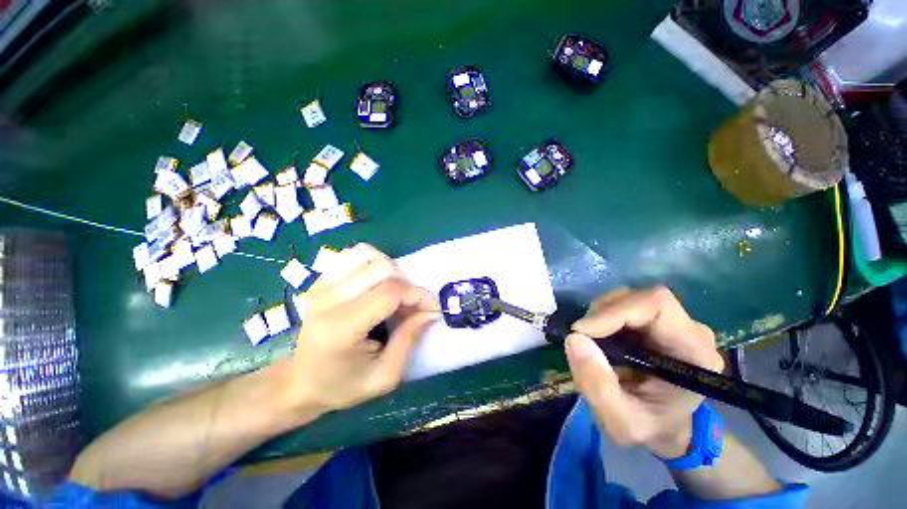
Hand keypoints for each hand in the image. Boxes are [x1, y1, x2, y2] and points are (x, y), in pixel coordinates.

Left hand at [281, 244, 438, 417]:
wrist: (300, 382)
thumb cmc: (343, 385)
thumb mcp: (384, 375)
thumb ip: (410, 339)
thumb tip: (431, 311)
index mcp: (342, 327)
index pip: (390, 293)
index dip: (418, 296)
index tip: (430, 309)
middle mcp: (328, 299)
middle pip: (383, 268)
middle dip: (406, 284)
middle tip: (409, 305)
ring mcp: (321, 285)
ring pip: (368, 254)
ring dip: (390, 269)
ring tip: (392, 291)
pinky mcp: (320, 279)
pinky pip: (353, 253)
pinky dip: (372, 261)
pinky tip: (375, 281)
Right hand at [564, 287, 722, 458]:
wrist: (663, 428)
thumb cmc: (649, 428)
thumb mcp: (621, 423)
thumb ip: (598, 387)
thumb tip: (574, 339)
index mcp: (695, 353)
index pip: (656, 305)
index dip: (614, 311)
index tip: (581, 331)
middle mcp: (689, 330)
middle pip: (639, 298)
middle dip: (601, 314)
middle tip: (581, 338)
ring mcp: (672, 323)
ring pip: (627, 298)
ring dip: (599, 315)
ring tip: (589, 341)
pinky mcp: (654, 321)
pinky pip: (622, 305)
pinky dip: (601, 318)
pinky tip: (597, 338)